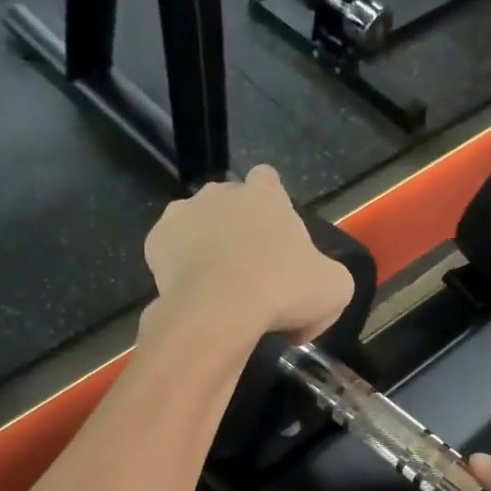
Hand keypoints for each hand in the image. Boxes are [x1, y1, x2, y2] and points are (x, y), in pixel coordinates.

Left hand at [143, 166, 356, 344]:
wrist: (221, 311)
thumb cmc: (283, 290)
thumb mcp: (334, 290)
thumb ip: (328, 281)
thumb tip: (308, 306)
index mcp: (265, 194)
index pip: (268, 179)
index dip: (271, 204)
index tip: (275, 235)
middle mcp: (220, 192)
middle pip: (229, 203)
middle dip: (237, 227)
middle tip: (249, 269)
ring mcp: (183, 213)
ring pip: (196, 225)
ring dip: (206, 246)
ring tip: (217, 286)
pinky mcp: (156, 241)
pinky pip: (170, 252)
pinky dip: (179, 269)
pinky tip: (193, 294)